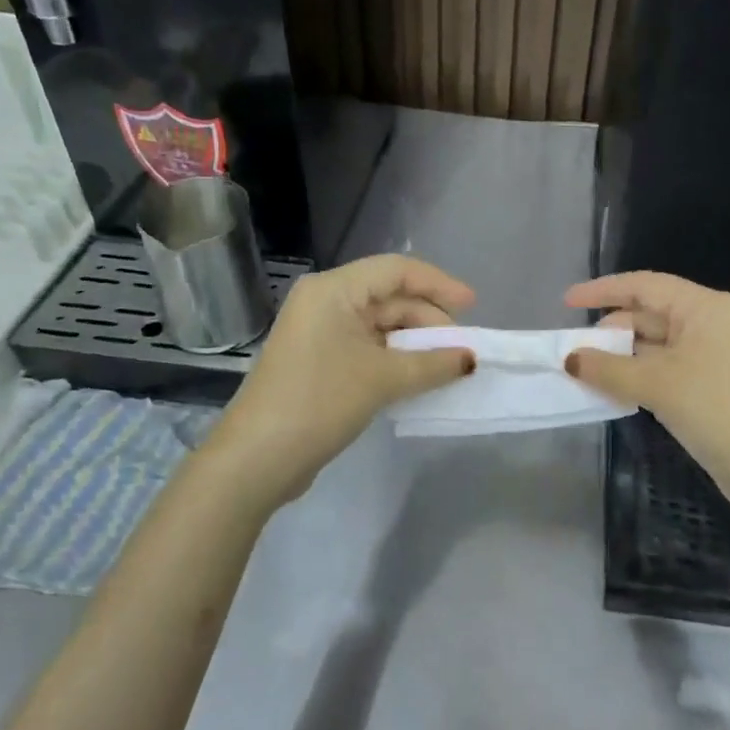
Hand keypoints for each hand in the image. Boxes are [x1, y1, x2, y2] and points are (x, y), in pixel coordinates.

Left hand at [206, 255, 475, 509]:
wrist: (257, 458)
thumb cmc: (320, 401)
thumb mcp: (383, 379)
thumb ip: (433, 364)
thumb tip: (470, 359)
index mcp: (333, 290)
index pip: (396, 271)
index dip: (438, 284)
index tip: (472, 306)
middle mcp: (325, 302)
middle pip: (389, 297)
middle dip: (428, 320)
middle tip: (462, 349)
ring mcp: (320, 333)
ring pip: (380, 325)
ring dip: (415, 343)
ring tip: (447, 366)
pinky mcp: (320, 361)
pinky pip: (368, 348)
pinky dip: (396, 359)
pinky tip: (419, 377)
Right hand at [564, 272, 729, 528]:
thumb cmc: (717, 409)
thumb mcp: (656, 384)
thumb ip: (607, 368)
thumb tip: (570, 358)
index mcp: (704, 307)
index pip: (644, 285)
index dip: (602, 290)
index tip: (567, 302)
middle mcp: (711, 322)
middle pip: (650, 314)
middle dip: (611, 330)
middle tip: (573, 351)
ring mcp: (714, 355)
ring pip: (657, 344)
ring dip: (622, 357)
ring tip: (585, 371)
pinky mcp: (713, 385)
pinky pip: (667, 369)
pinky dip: (640, 376)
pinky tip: (614, 390)